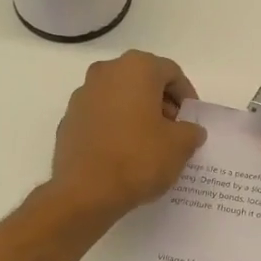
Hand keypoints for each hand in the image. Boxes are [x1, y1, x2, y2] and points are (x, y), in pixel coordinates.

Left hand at [48, 51, 205, 221]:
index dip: (187, 96)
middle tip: (174, 131)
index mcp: (136, 68)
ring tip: (149, 144)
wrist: (85, 192)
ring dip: (137, 114)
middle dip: (161, 103)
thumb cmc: (138, 159)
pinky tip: (123, 153)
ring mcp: (82, 96)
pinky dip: (115, 127)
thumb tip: (189, 130)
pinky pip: (100, 117)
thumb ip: (191, 131)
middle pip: (142, 81)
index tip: (192, 120)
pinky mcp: (68, 120)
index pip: (171, 73)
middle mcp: (106, 72)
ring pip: (119, 97)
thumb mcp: (180, 146)